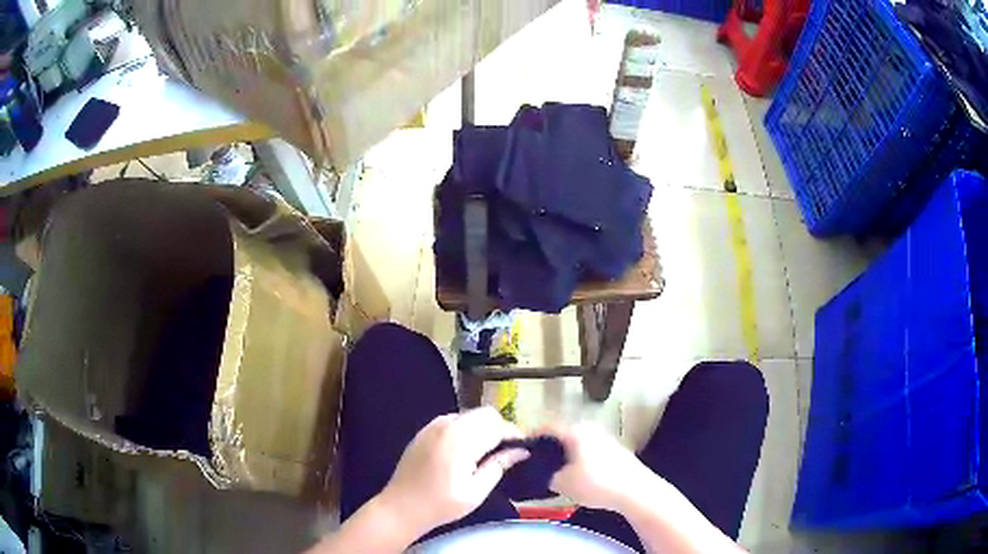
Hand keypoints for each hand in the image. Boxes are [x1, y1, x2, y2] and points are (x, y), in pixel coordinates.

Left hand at [379, 408, 528, 536]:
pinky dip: (467, 429)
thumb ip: (499, 466)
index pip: (496, 424)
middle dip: (500, 428)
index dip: (514, 433)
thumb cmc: (440, 505)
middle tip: (507, 451)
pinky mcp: (425, 430)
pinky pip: (454, 420)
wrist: (401, 507)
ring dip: (484, 427)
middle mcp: (446, 425)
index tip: (523, 447)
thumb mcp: (475, 492)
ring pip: (470, 414)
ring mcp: (433, 426)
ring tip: (488, 452)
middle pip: (485, 413)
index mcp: (460, 441)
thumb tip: (521, 451)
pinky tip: (467, 451)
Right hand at [539, 421, 651, 511]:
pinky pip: (589, 449)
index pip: (547, 426)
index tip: (521, 449)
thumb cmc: (596, 483)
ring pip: (577, 442)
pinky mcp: (615, 449)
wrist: (635, 491)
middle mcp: (590, 428)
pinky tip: (577, 475)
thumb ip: (546, 475)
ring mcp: (604, 438)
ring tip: (555, 471)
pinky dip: (579, 458)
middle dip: (549, 447)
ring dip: (565, 453)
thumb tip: (542, 472)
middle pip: (562, 433)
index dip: (531, 436)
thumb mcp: (562, 483)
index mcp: (575, 431)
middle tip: (536, 462)